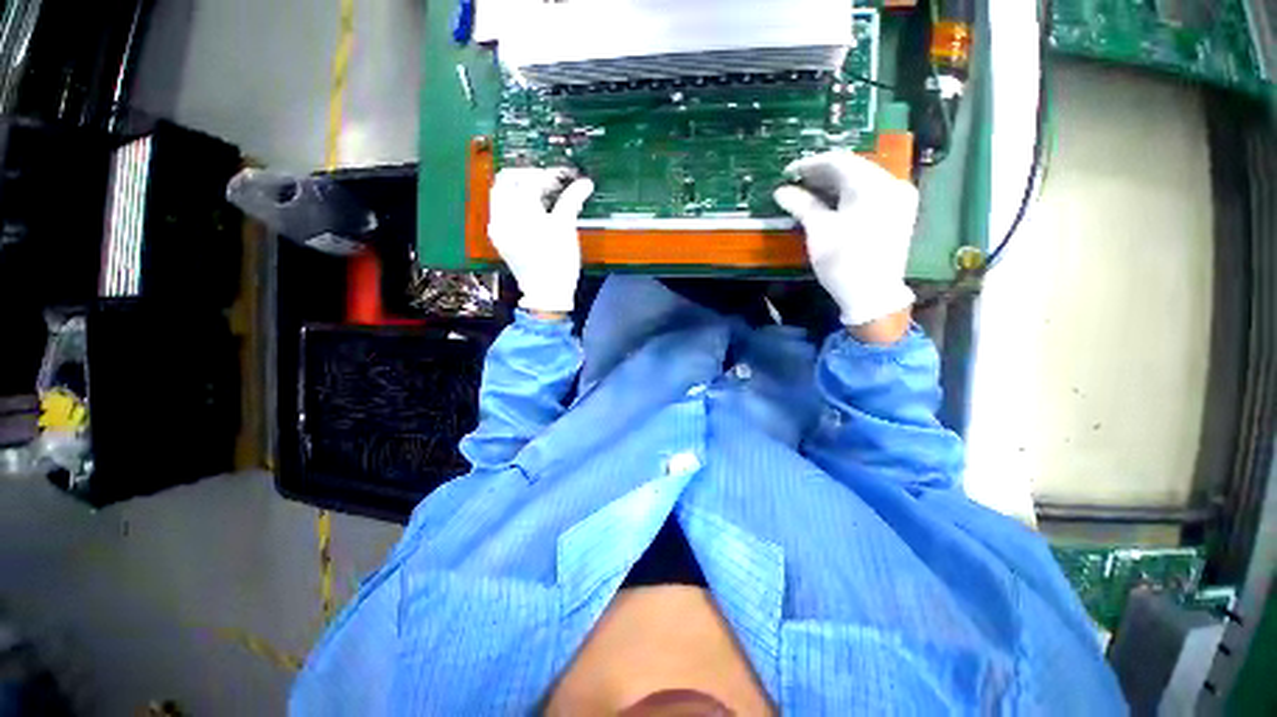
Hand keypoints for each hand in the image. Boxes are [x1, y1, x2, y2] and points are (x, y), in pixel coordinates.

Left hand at [489, 167, 594, 312]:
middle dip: (526, 176)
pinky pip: (500, 211)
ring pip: (500, 195)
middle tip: (547, 179)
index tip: (563, 176)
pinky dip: (514, 203)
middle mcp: (502, 217)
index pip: (528, 180)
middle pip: (505, 182)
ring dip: (518, 188)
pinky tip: (533, 209)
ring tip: (541, 192)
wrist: (545, 292)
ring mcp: (498, 228)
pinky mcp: (500, 238)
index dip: (547, 174)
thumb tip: (584, 182)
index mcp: (518, 212)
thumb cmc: (557, 260)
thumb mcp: (566, 226)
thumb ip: (572, 199)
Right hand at [773, 151, 917, 328]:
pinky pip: (876, 192)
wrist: (876, 300)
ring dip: (840, 183)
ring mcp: (900, 198)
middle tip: (800, 182)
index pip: (836, 161)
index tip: (789, 173)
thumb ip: (802, 203)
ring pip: (865, 179)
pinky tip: (837, 202)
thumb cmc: (845, 262)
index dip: (810, 165)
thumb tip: (782, 191)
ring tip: (814, 192)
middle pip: (853, 168)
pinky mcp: (903, 213)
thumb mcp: (819, 229)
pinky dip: (856, 194)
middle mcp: (890, 183)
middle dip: (825, 174)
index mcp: (870, 183)